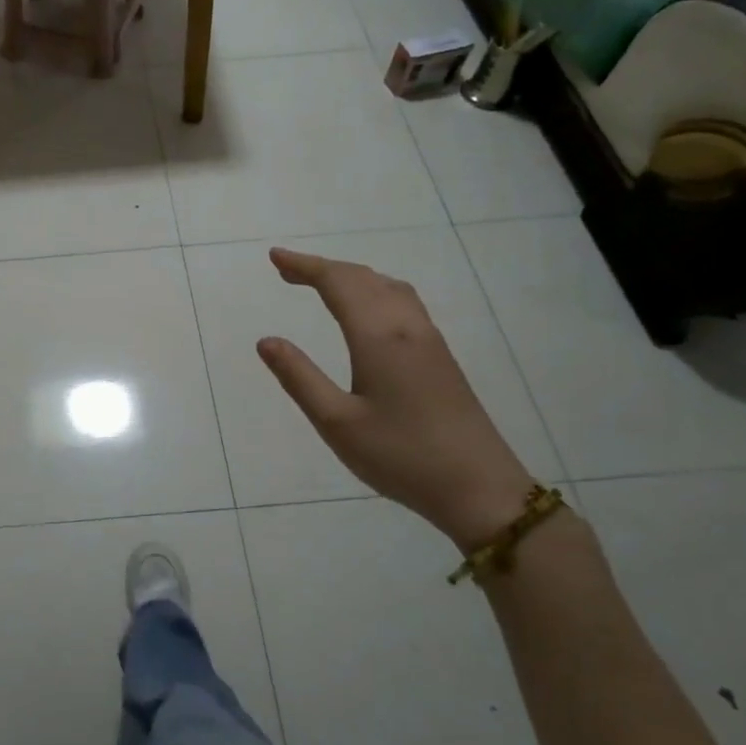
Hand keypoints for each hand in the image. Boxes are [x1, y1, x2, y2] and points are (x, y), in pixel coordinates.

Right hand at [256, 247, 536, 549]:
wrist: (479, 487)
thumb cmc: (400, 456)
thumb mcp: (336, 422)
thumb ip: (299, 377)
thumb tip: (266, 341)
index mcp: (379, 337)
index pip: (338, 283)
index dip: (305, 266)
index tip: (274, 257)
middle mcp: (407, 327)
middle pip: (363, 279)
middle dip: (323, 268)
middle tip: (286, 269)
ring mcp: (430, 340)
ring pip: (388, 287)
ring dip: (351, 277)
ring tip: (321, 283)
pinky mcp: (441, 357)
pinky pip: (403, 302)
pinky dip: (374, 290)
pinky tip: (368, 310)